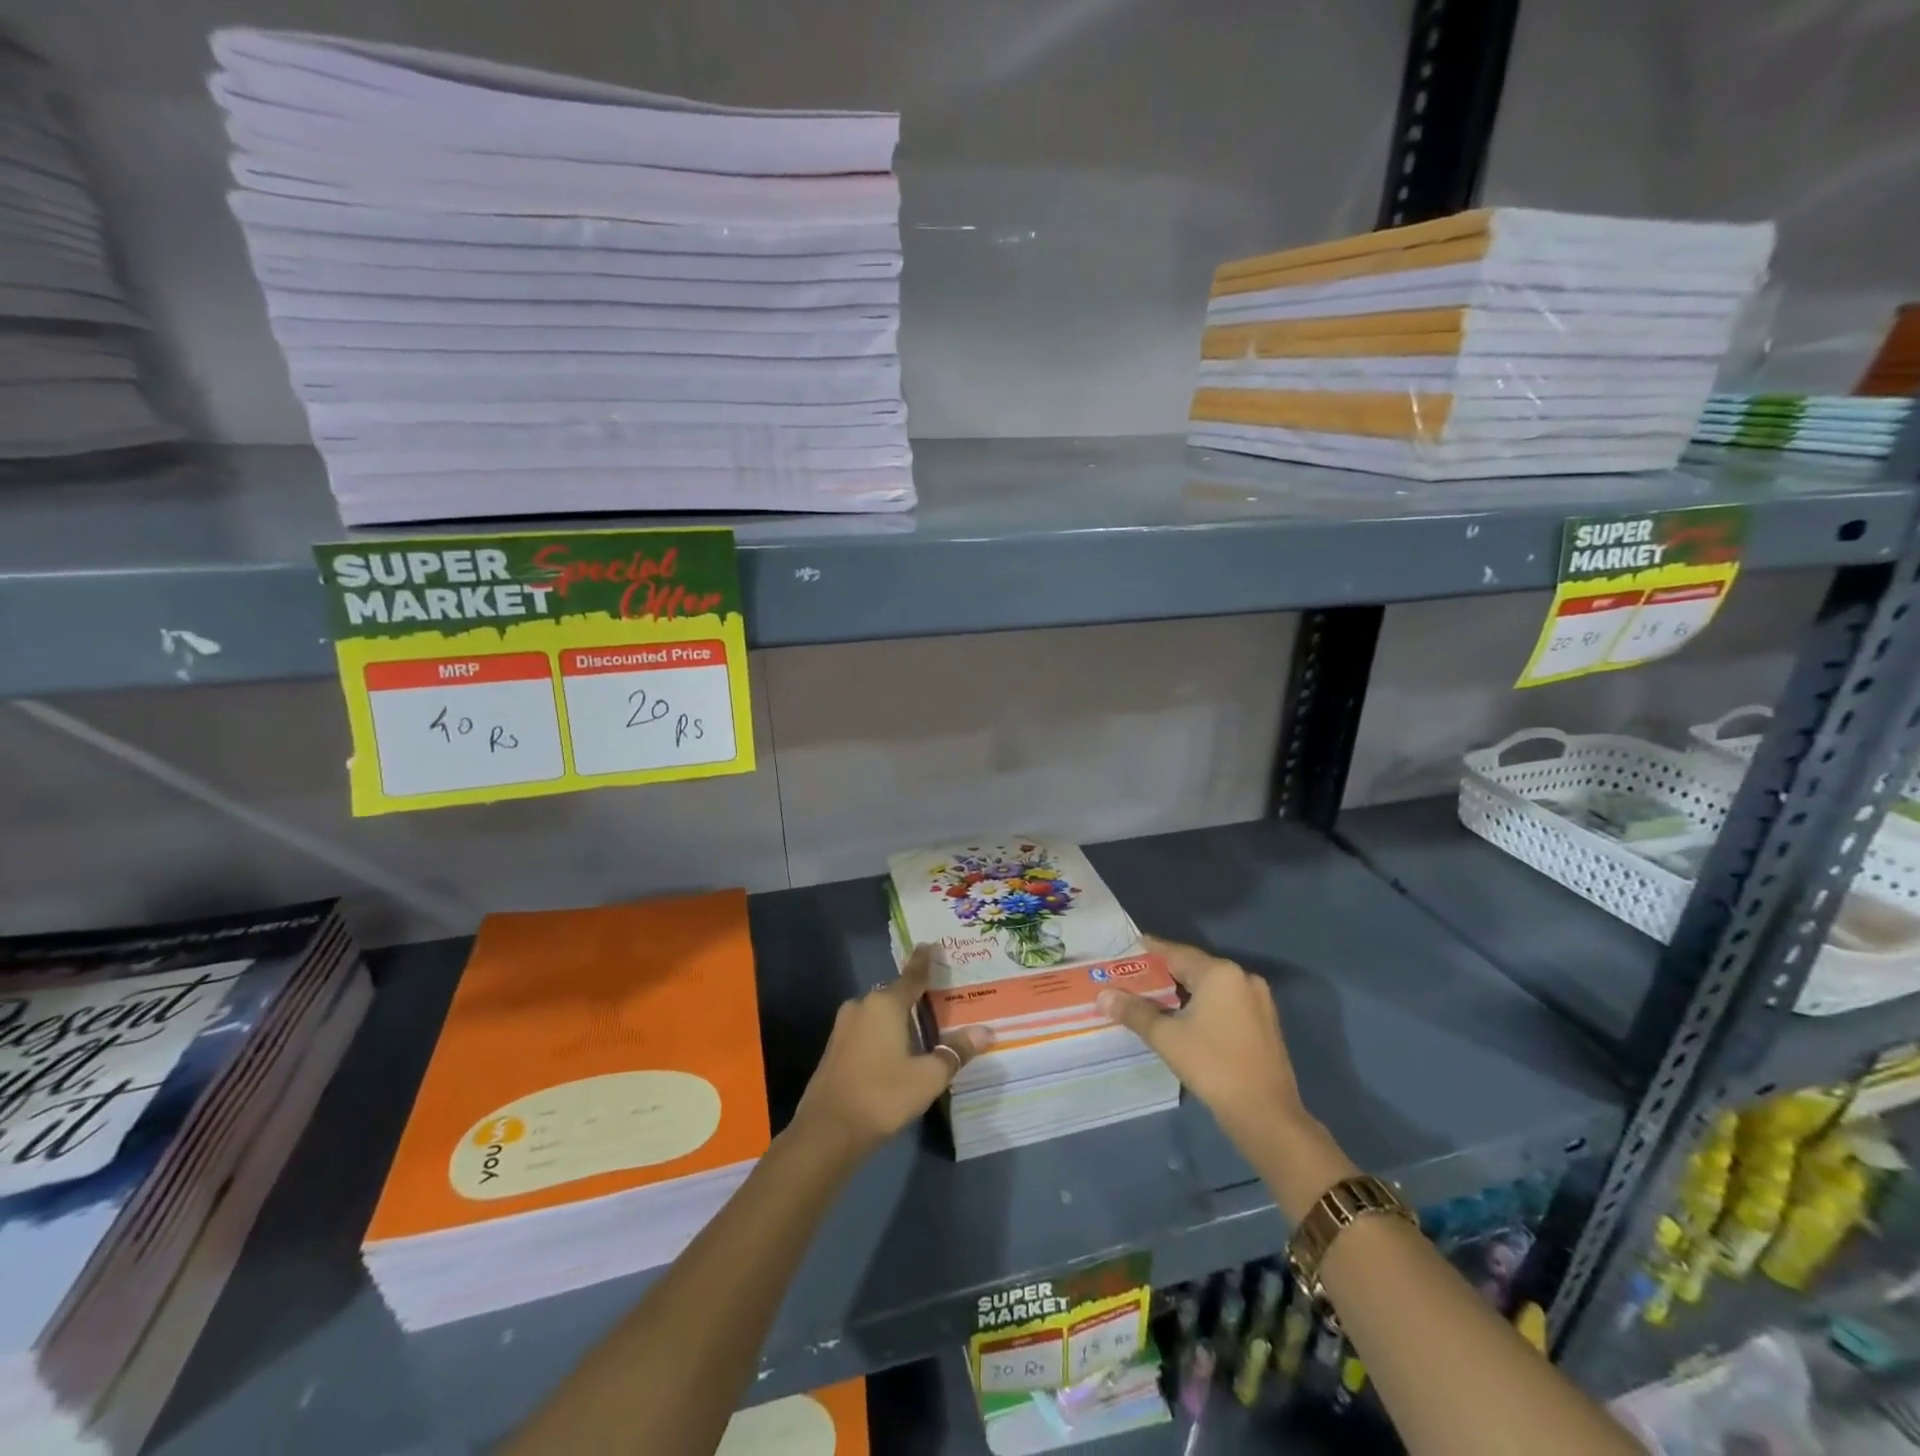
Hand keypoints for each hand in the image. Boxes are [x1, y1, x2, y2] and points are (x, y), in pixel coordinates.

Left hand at [788, 945, 992, 1161]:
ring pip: (878, 1014)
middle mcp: (862, 1006)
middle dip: (913, 996)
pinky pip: (866, 1030)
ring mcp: (844, 1027)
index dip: (923, 961)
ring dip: (896, 1018)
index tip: (930, 944)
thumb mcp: (928, 1076)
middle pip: (894, 994)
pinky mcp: (835, 1048)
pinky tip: (894, 1051)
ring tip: (920, 1028)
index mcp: (885, 1004)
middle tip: (937, 999)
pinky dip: (882, 1034)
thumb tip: (985, 1032)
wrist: (827, 1131)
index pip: (912, 976)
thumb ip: (955, 1052)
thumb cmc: (882, 1095)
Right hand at [1097, 935, 1304, 1145]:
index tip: (1127, 950)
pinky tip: (1185, 1017)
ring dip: (1184, 990)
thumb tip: (1103, 996)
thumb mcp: (1166, 1038)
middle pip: (1194, 967)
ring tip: (1153, 997)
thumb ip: (1134, 1012)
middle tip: (1134, 978)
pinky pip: (1226, 1001)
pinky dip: (1204, 1003)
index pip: (1175, 952)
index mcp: (1220, 973)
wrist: (1266, 1114)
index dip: (1149, 951)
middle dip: (1164, 973)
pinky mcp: (1264, 1021)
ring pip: (1211, 985)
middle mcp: (1242, 977)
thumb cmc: (1213, 1066)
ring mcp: (1258, 999)